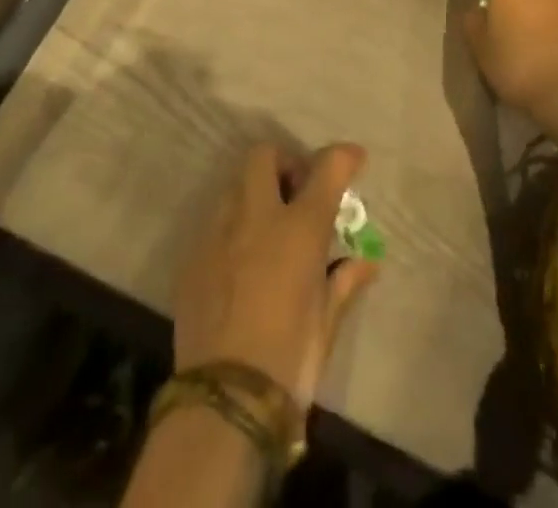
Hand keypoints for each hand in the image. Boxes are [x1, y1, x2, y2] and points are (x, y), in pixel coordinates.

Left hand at [173, 142, 378, 412]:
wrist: (225, 402)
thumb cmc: (290, 357)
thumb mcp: (328, 320)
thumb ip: (345, 280)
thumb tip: (365, 262)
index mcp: (299, 227)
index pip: (327, 167)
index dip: (344, 156)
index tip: (354, 160)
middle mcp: (256, 216)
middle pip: (265, 155)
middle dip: (284, 163)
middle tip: (296, 193)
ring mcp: (218, 234)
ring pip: (234, 186)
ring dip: (254, 194)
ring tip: (266, 229)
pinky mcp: (191, 259)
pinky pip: (214, 224)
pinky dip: (232, 229)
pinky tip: (239, 264)